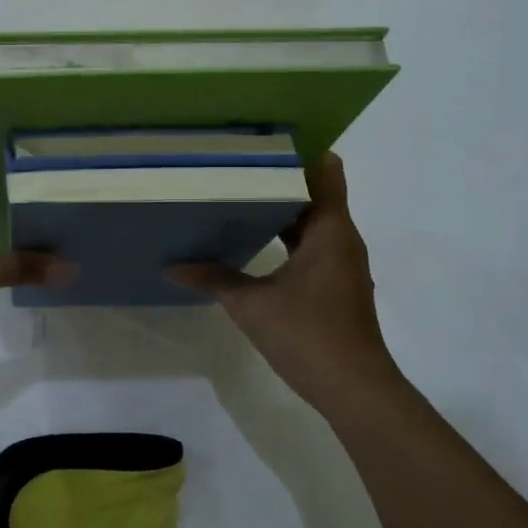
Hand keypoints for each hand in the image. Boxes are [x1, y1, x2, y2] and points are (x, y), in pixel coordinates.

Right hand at [167, 154, 403, 417]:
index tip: (262, 139)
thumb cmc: (308, 335)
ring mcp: (342, 263)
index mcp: (330, 230)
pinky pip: (312, 245)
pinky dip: (288, 237)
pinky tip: (254, 241)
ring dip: (282, 209)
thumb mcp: (252, 305)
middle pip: (315, 193)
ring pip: (313, 221)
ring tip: (238, 195)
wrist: (354, 389)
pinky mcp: (336, 284)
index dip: (299, 150)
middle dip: (279, 178)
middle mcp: (342, 238)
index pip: (325, 169)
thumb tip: (173, 265)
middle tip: (235, 165)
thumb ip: (214, 278)